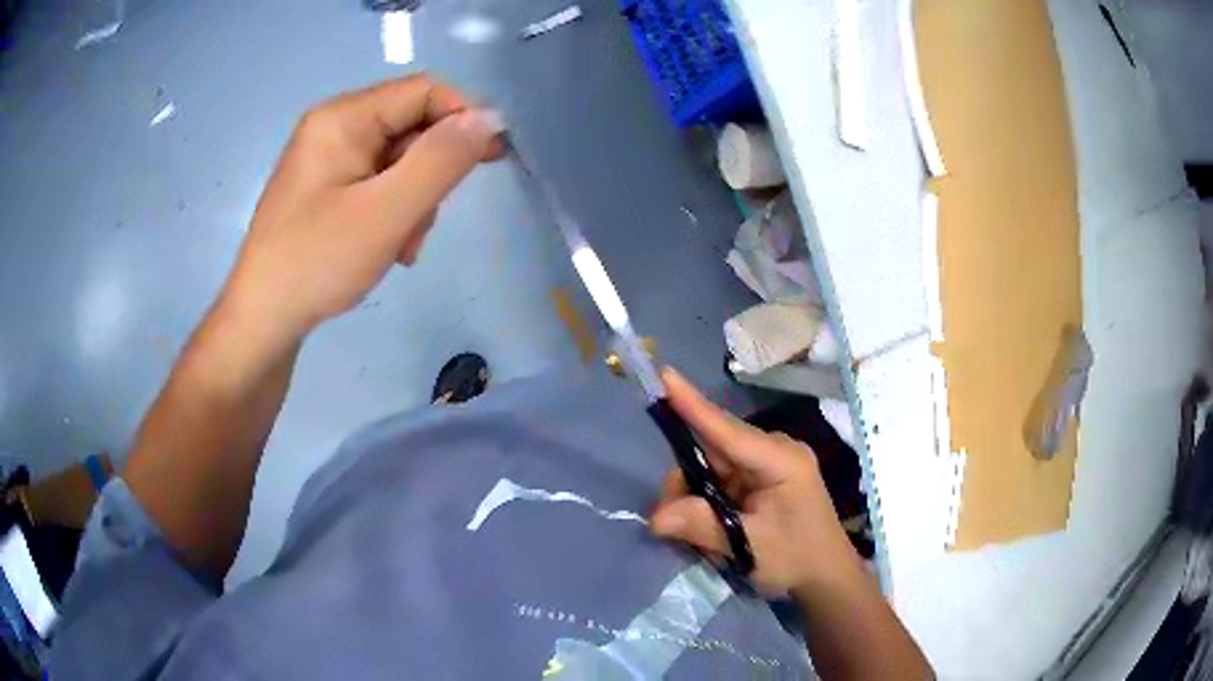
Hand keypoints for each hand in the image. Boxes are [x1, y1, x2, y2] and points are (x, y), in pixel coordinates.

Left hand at [221, 75, 502, 343]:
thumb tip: (490, 118)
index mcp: (343, 117)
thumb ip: (441, 159)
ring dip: (414, 200)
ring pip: (399, 160)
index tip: (489, 161)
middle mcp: (334, 126)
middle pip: (411, 126)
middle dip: (430, 173)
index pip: (424, 91)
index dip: (462, 119)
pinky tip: (386, 246)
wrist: (262, 320)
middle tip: (422, 223)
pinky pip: (377, 182)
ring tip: (400, 246)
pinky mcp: (325, 187)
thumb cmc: (318, 262)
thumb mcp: (387, 211)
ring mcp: (327, 158)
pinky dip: (393, 210)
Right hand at [650, 368, 864, 597]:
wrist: (825, 576)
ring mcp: (766, 463)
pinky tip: (711, 529)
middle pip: (711, 450)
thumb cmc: (797, 558)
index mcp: (780, 460)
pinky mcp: (760, 478)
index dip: (692, 404)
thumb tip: (656, 517)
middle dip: (686, 482)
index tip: (664, 375)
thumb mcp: (750, 547)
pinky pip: (720, 480)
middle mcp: (773, 452)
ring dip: (695, 496)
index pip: (727, 430)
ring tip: (700, 536)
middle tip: (669, 520)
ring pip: (711, 466)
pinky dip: (707, 501)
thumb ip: (704, 526)